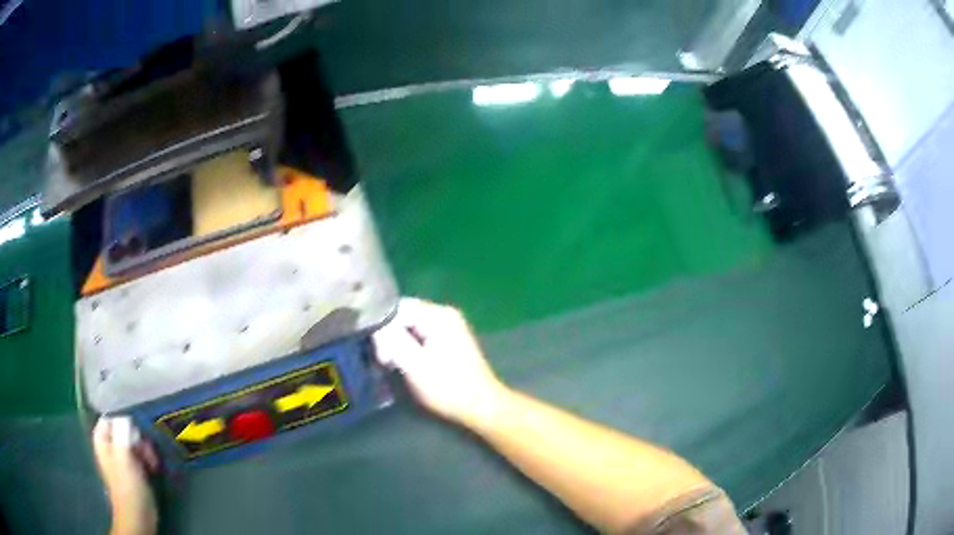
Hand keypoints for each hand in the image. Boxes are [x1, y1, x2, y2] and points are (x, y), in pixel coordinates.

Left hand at [93, 416, 159, 534]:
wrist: (138, 515)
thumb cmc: (128, 485)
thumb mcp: (123, 456)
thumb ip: (122, 433)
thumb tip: (126, 418)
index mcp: (102, 441)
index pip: (109, 419)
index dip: (123, 423)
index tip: (135, 434)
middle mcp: (110, 447)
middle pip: (124, 431)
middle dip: (137, 440)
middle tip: (146, 452)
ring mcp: (122, 460)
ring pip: (134, 444)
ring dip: (145, 451)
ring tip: (152, 463)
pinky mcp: (133, 471)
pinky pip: (140, 457)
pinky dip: (147, 460)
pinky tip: (153, 469)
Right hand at [373, 298, 509, 426]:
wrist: (481, 407)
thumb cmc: (447, 387)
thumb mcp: (414, 364)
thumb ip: (392, 340)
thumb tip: (375, 326)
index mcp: (438, 315)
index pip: (396, 308)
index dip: (383, 329)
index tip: (382, 356)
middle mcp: (444, 314)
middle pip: (403, 316)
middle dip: (389, 337)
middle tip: (386, 363)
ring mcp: (448, 327)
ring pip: (409, 327)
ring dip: (398, 344)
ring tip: (393, 366)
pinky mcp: (448, 341)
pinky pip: (420, 336)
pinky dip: (409, 348)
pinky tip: (406, 365)